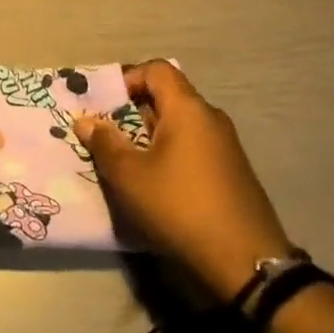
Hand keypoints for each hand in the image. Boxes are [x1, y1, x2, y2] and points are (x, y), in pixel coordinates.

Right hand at [74, 61, 292, 300]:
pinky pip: (194, 148)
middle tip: (108, 138)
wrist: (247, 263)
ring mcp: (226, 146)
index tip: (105, 106)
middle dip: (133, 113)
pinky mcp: (233, 173)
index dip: (128, 79)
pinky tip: (157, 187)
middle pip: (167, 97)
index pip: (157, 69)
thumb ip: (104, 143)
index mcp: (188, 108)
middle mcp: (210, 118)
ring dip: (150, 138)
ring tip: (127, 165)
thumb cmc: (180, 206)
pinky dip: (171, 156)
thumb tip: (86, 121)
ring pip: (180, 126)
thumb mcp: (130, 176)